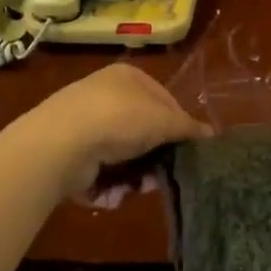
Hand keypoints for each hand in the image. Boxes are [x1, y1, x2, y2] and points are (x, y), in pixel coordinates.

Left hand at [9, 63, 209, 202]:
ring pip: (122, 155)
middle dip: (154, 156)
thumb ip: (188, 128)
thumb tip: (211, 135)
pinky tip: (111, 193)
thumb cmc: (119, 119)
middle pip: (142, 130)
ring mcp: (83, 125)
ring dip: (133, 175)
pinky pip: (99, 172)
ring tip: (137, 189)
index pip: (163, 99)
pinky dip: (108, 185)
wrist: (59, 144)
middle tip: (161, 175)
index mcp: (127, 77)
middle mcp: (104, 96)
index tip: (187, 148)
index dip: (177, 124)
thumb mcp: (163, 120)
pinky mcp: (69, 154)